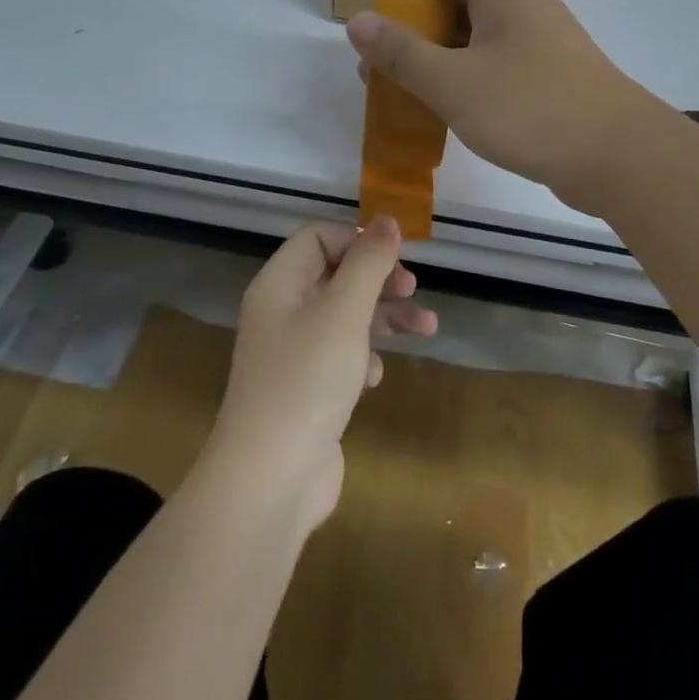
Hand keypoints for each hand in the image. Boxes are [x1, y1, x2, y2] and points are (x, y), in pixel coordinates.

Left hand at [208, 218, 435, 530]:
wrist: (271, 479)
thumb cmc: (307, 378)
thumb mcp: (344, 310)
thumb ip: (368, 262)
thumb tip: (387, 220)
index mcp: (280, 284)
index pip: (318, 238)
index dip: (357, 240)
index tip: (395, 258)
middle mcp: (282, 312)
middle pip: (336, 275)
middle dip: (379, 279)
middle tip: (412, 290)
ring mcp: (293, 354)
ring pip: (345, 317)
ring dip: (384, 318)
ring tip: (427, 328)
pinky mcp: (306, 391)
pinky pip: (340, 356)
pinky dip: (364, 356)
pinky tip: (375, 376)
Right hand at [346, 0, 663, 212]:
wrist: (618, 155)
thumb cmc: (532, 108)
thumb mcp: (454, 82)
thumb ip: (402, 52)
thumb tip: (357, 21)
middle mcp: (522, 0)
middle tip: (378, 17)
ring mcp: (538, 35)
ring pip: (475, 22)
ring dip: (436, 35)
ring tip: (397, 62)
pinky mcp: (546, 69)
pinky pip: (491, 51)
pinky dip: (459, 61)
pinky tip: (440, 92)